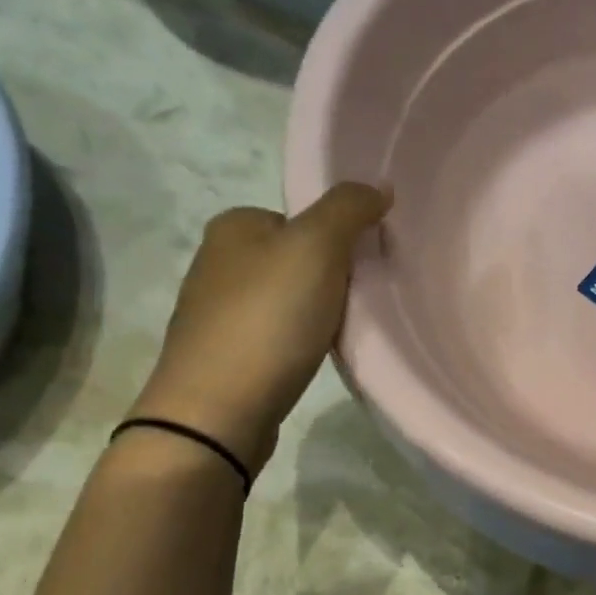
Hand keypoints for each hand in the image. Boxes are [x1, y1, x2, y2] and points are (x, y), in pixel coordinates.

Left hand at [129, 183, 390, 472]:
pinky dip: (296, 343)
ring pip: (285, 299)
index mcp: (233, 225)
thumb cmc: (268, 319)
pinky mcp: (224, 355)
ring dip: (314, 313)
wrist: (218, 409)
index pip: (302, 219)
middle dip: (329, 279)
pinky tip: (309, 359)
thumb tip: (380, 186)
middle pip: (296, 259)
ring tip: (337, 335)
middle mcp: (216, 260)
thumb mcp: (317, 248)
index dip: (339, 241)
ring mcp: (215, 311)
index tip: (361, 271)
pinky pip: (274, 335)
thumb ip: (349, 210)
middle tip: (355, 304)